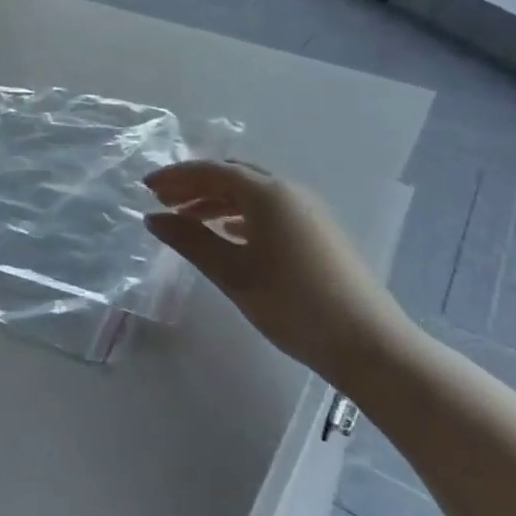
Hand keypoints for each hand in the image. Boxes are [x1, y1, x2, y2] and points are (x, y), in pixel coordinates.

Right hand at [144, 160, 412, 385]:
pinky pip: (269, 210)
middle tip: (162, 201)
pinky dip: (240, 215)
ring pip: (252, 194)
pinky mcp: (318, 233)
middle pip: (232, 176)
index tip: (146, 187)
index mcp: (267, 193)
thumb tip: (153, 218)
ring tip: (187, 220)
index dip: (176, 176)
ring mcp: (308, 212)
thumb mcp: (233, 273)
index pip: (212, 171)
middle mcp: (289, 191)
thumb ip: (190, 241)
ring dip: (216, 200)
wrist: (370, 345)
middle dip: (195, 185)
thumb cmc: (293, 304)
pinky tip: (227, 234)